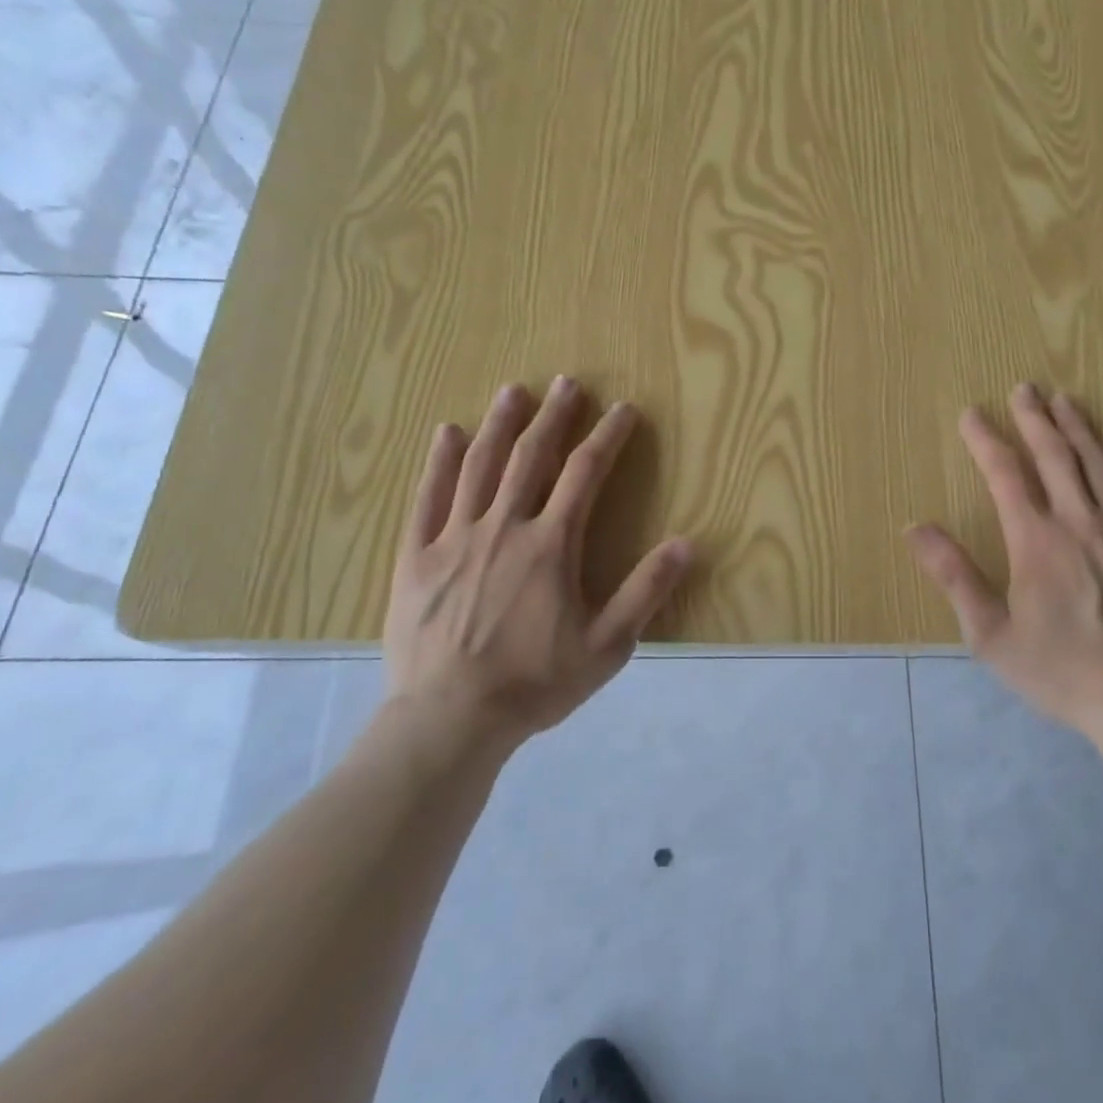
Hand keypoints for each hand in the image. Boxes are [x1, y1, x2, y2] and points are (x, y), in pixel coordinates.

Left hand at [382, 376, 691, 755]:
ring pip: (479, 466)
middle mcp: (503, 526)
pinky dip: (438, 462)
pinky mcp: (416, 556)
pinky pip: (427, 497)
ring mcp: (455, 538)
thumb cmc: (534, 683)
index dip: (607, 436)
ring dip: (500, 424)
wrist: (448, 719)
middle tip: (568, 383)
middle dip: (554, 416)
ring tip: (514, 391)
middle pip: (531, 456)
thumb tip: (686, 543)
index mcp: (550, 544)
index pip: (585, 473)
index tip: (622, 409)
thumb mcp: (607, 646)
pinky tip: (446, 434)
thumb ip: (645, 591)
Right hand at [907, 384, 1102, 735]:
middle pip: (1055, 455)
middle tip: (1024, 387)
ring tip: (1064, 400)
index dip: (986, 440)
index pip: (1005, 474)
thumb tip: (915, 529)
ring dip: (1078, 427)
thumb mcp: (989, 634)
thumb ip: (954, 575)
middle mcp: (1079, 521)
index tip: (971, 413)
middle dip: (1035, 417)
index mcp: (1035, 541)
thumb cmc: (1058, 668)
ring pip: (1098, 462)